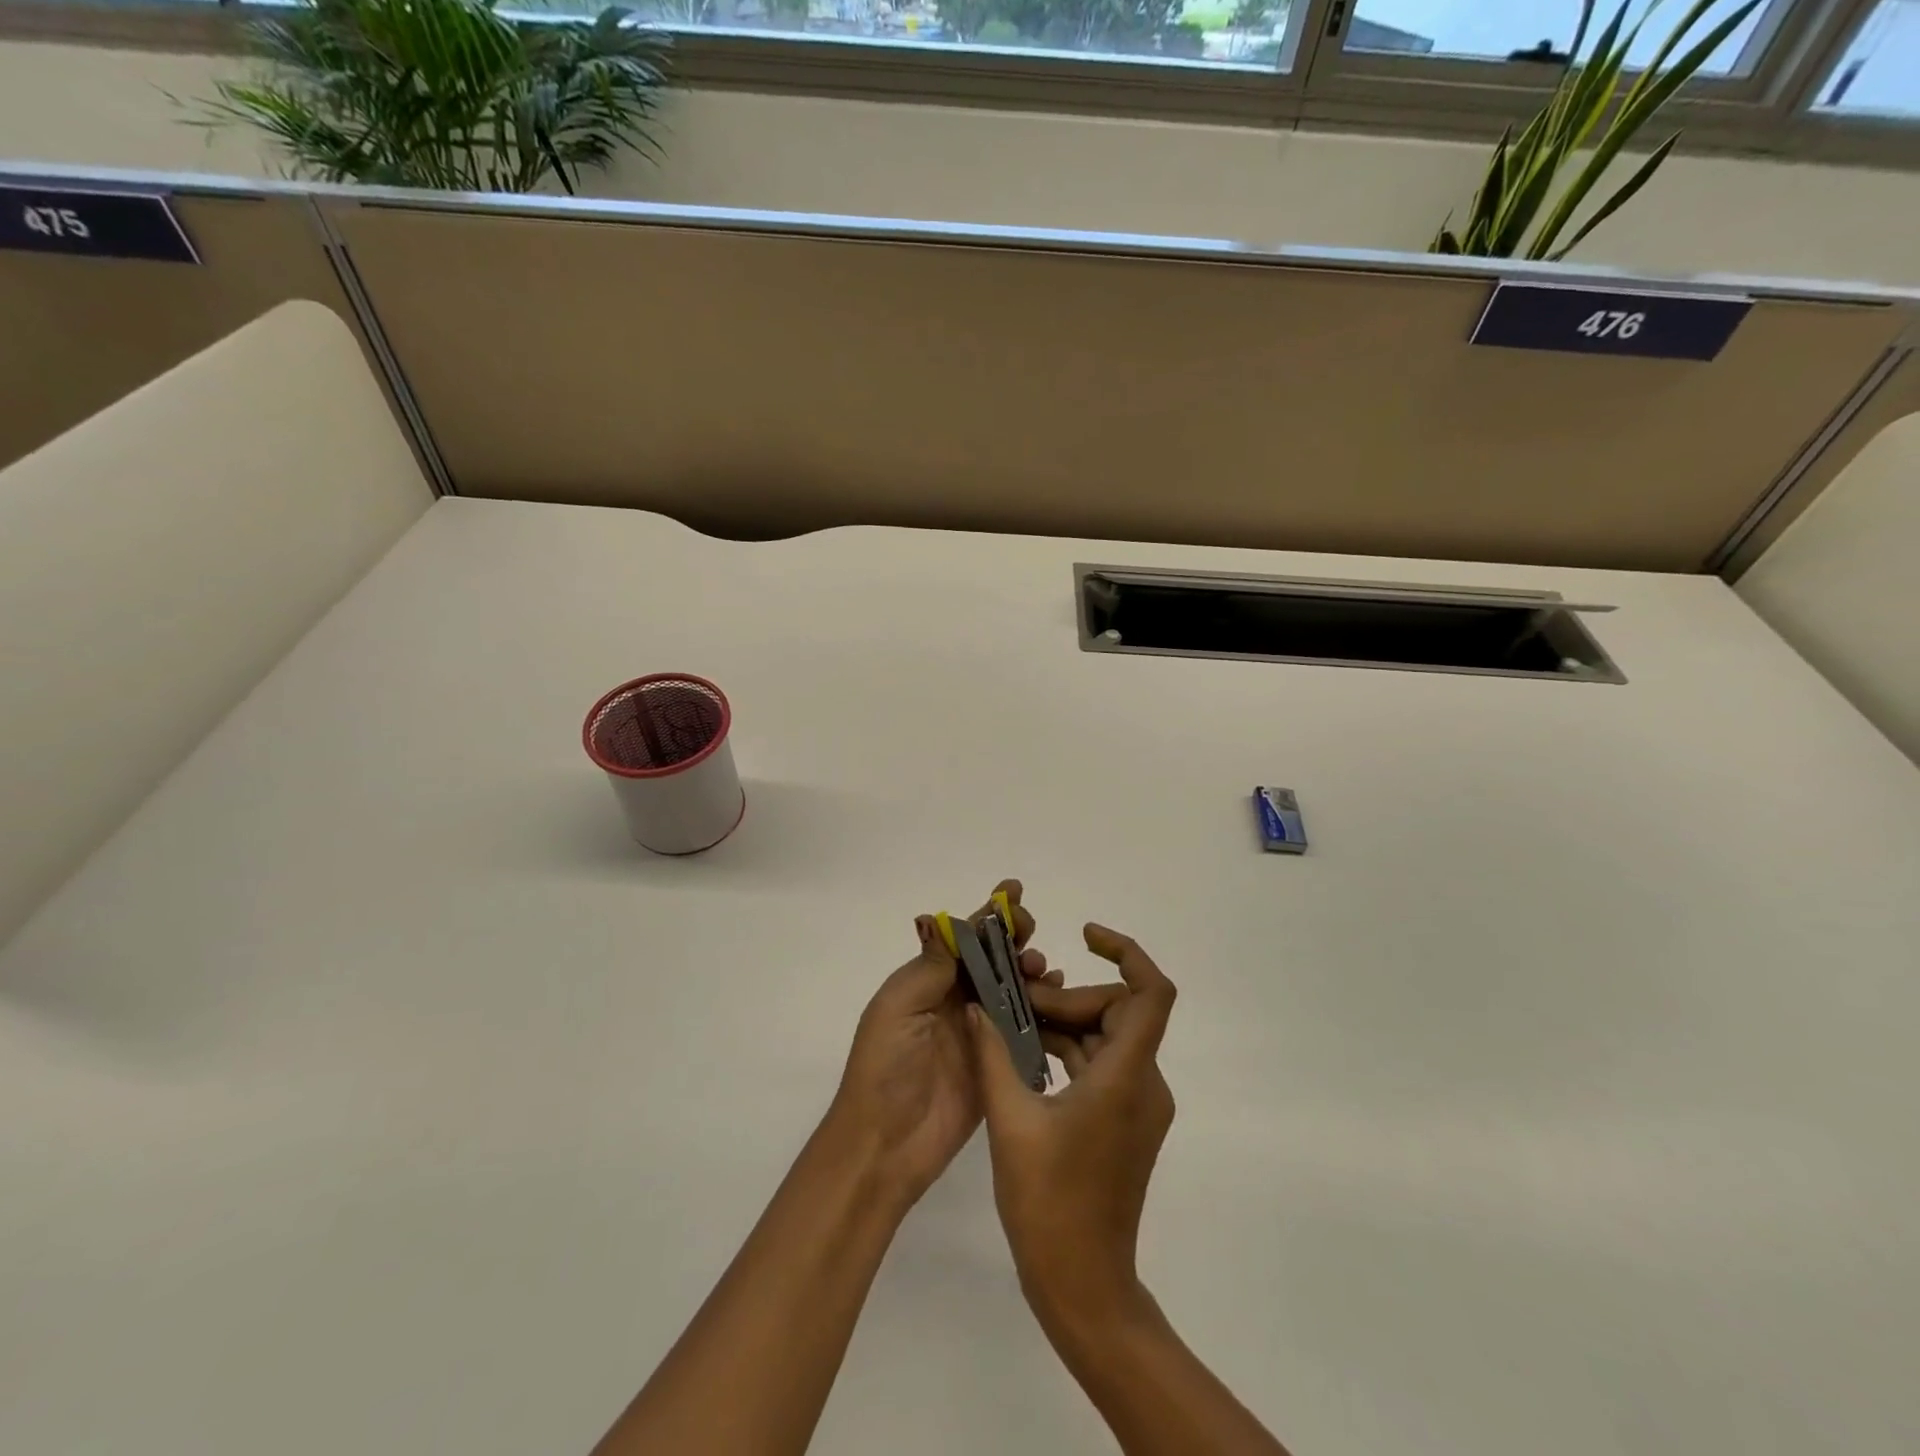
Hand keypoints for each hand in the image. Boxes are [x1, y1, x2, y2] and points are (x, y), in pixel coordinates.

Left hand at [825, 879, 1056, 1212]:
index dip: (987, 915)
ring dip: (1029, 970)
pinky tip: (1056, 995)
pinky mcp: (997, 1061)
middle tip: (1031, 930)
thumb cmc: (885, 1066)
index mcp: (925, 981)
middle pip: (990, 959)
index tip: (1013, 891)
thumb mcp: (898, 1007)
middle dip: (1013, 937)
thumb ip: (929, 967)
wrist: (886, 1143)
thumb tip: (942, 920)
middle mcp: (953, 1000)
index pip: (961, 939)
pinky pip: (1024, 1026)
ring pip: (1011, 988)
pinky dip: (1042, 1008)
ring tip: (1043, 967)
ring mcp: (977, 1030)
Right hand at [967, 923, 1177, 1335]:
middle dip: (1067, 998)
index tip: (1085, 934)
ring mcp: (1138, 1104)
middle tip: (1015, 1002)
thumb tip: (977, 1006)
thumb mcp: (1011, 1122)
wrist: (1084, 1287)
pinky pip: (1101, 1064)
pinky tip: (1024, 1055)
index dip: (1126, 952)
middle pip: (1116, 1010)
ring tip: (1009, 1023)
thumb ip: (992, 1055)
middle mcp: (1144, 1083)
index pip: (1151, 993)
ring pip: (1106, 1037)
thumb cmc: (1049, 1206)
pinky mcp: (1125, 1121)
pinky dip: (1067, 1051)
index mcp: (1125, 1077)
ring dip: (1062, 1024)